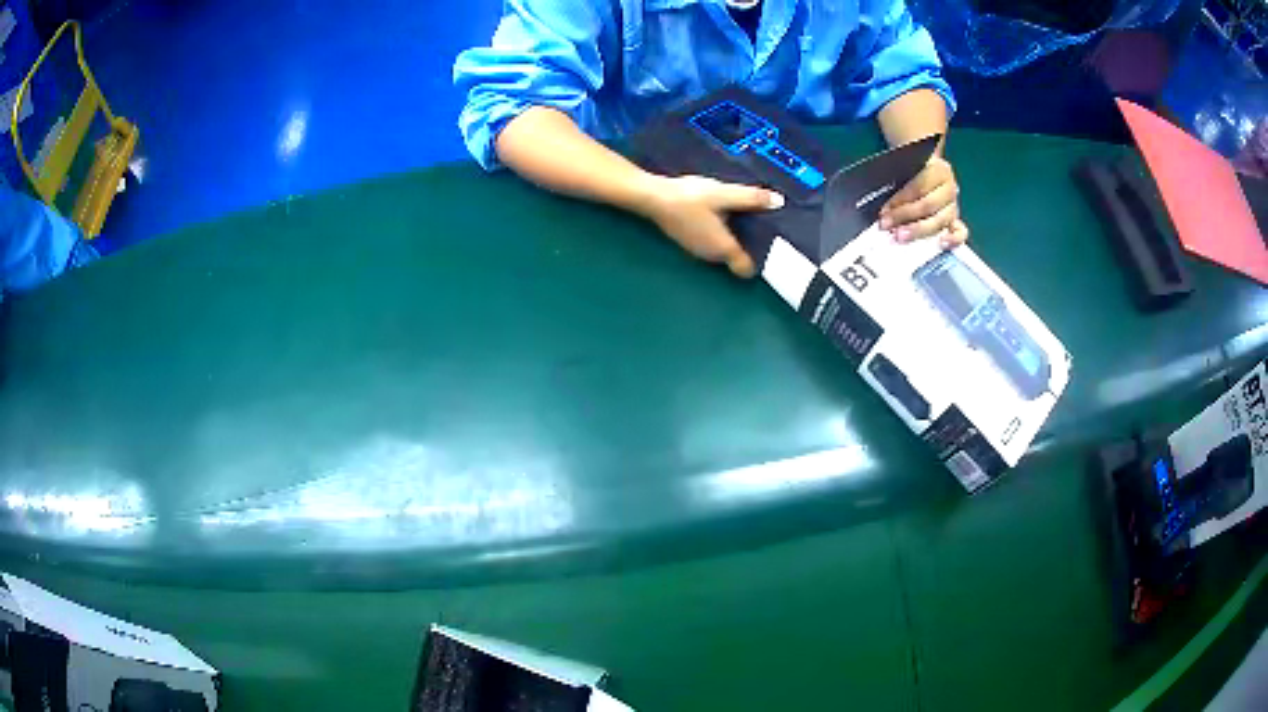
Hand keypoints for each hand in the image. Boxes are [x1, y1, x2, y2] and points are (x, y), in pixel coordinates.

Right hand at [640, 175, 783, 277]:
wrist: (652, 196)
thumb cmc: (690, 198)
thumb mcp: (724, 194)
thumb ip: (752, 199)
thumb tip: (779, 201)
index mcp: (723, 248)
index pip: (745, 268)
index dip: (759, 259)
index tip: (769, 246)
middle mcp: (711, 256)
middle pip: (735, 258)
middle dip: (748, 244)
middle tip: (762, 224)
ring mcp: (697, 250)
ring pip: (723, 250)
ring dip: (733, 237)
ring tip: (744, 216)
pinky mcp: (688, 240)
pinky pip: (711, 242)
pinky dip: (719, 232)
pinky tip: (719, 213)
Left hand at [878, 156, 968, 247]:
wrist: (924, 171)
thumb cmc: (910, 171)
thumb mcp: (904, 168)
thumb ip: (896, 180)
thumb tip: (883, 203)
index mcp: (938, 169)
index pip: (919, 187)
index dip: (900, 200)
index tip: (883, 210)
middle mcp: (949, 188)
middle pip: (928, 205)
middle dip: (904, 216)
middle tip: (886, 225)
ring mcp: (954, 206)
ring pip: (940, 220)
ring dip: (918, 230)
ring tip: (900, 237)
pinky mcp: (955, 221)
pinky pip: (960, 232)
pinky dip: (953, 240)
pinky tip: (940, 244)